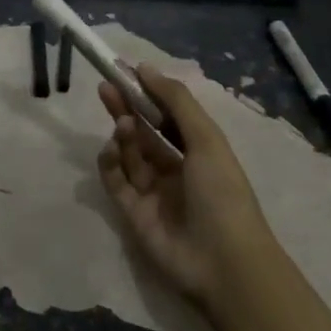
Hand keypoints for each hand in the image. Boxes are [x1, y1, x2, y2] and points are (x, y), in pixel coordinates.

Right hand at [97, 64, 276, 310]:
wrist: (224, 263)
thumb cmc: (222, 193)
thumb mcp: (206, 139)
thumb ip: (175, 101)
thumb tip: (145, 68)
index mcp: (198, 151)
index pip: (168, 116)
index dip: (148, 94)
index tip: (126, 71)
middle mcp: (174, 169)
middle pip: (144, 131)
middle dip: (126, 108)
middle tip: (106, 86)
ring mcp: (152, 192)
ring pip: (129, 154)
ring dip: (123, 134)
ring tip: (123, 125)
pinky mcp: (132, 213)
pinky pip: (115, 180)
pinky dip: (110, 163)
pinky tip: (111, 149)